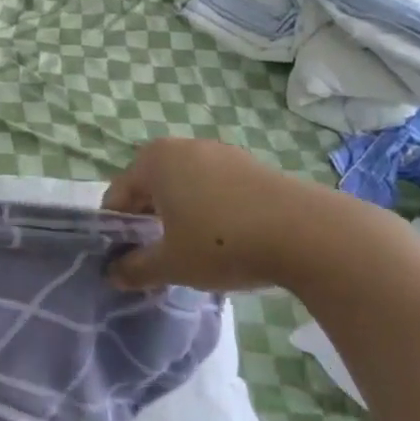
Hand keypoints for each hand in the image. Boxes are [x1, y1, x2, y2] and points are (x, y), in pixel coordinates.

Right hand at [103, 136, 323, 291]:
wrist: (306, 233)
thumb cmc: (222, 243)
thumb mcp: (171, 264)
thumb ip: (135, 268)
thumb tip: (113, 274)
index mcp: (153, 161)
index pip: (117, 197)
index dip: (116, 233)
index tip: (127, 262)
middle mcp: (182, 147)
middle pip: (149, 188)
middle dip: (148, 222)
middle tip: (158, 258)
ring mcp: (219, 152)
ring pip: (183, 186)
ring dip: (178, 215)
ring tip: (193, 251)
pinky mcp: (249, 164)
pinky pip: (213, 186)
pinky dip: (208, 209)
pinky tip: (225, 239)